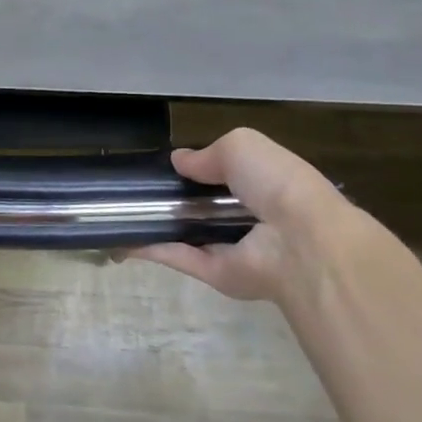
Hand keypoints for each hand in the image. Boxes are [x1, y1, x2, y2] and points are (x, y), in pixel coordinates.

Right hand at [129, 128, 351, 304]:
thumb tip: (179, 161)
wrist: (302, 242)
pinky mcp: (217, 274)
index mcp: (264, 185)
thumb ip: (207, 153)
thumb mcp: (242, 146)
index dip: (199, 171)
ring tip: (119, 212)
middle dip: (174, 199)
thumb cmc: (277, 183)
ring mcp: (233, 249)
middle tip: (136, 189)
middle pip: (204, 208)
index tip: (168, 167)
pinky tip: (122, 238)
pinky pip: (180, 258)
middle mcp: (249, 218)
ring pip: (188, 236)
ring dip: (158, 226)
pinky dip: (151, 249)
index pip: (228, 177)